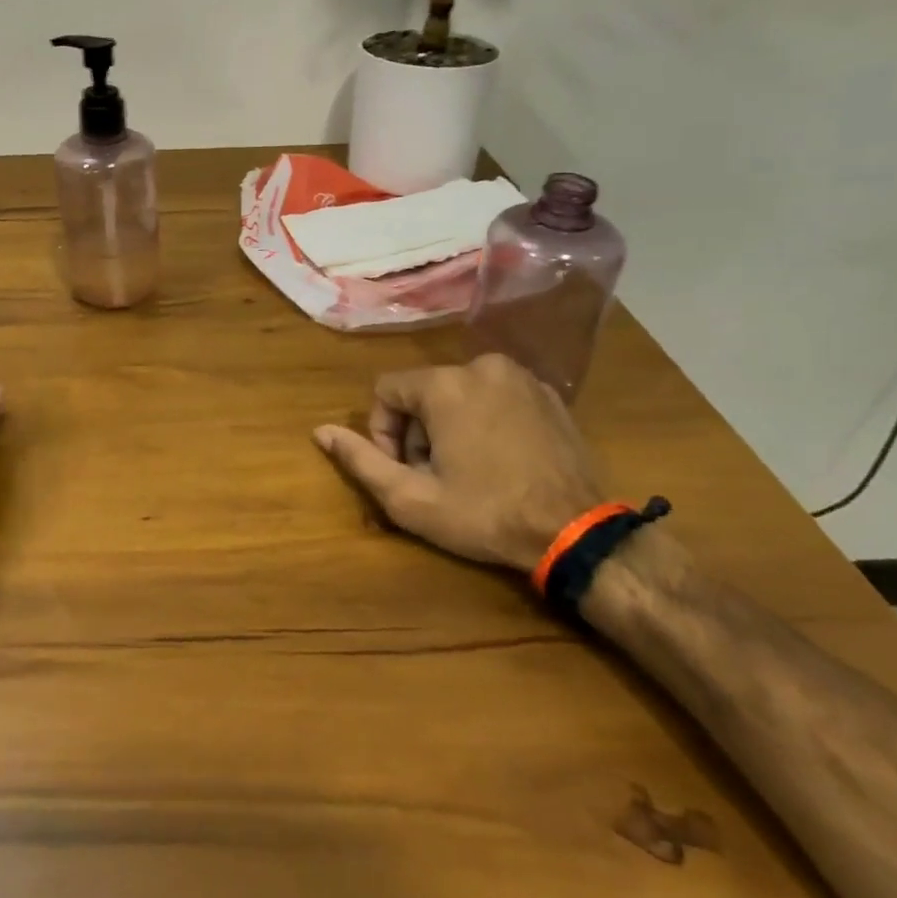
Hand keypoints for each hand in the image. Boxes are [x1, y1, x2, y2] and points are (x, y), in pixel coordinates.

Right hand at [313, 353, 602, 574]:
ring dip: (451, 425)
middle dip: (418, 431)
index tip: (404, 469)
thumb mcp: (411, 498)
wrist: (576, 531)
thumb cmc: (485, 514)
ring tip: (469, 470)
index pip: (387, 390)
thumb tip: (320, 431)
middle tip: (436, 476)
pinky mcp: (549, 393)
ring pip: (459, 392)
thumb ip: (361, 459)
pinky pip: (496, 396)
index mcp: (445, 384)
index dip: (384, 431)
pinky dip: (486, 420)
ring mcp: (521, 377)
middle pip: (423, 391)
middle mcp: (481, 365)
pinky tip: (500, 460)